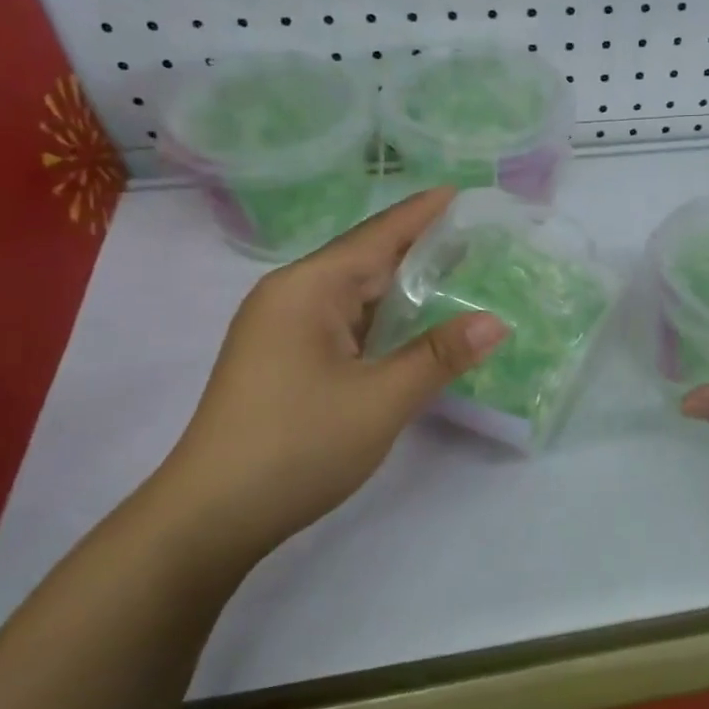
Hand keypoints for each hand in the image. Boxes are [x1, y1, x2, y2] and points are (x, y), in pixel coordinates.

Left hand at [151, 188, 506, 565]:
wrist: (211, 516)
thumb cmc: (297, 445)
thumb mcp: (381, 400)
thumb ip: (440, 356)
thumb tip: (496, 321)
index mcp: (308, 289)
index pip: (377, 236)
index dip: (422, 214)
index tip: (463, 192)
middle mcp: (291, 298)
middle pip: (365, 261)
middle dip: (420, 250)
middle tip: (478, 240)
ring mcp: (282, 331)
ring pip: (355, 296)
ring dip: (403, 289)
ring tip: (459, 277)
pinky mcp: (284, 361)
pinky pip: (344, 325)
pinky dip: (383, 321)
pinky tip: (413, 328)